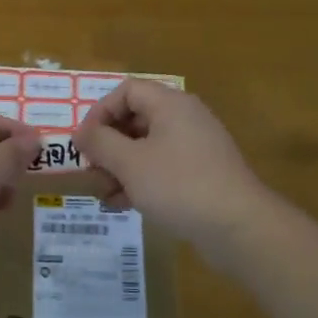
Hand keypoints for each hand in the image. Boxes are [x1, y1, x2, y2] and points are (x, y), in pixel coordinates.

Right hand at [75, 81, 275, 263]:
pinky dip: (140, 180)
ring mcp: (195, 147)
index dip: (99, 112)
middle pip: (135, 119)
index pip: (126, 91)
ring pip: (147, 147)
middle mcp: (185, 119)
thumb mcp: (130, 163)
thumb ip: (100, 143)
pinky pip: (162, 167)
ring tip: (103, 193)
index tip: (83, 142)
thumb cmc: (178, 185)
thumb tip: (80, 133)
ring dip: (120, 167)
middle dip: (108, 144)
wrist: (238, 227)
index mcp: (170, 105)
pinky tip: (123, 204)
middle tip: (91, 170)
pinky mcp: (201, 174)